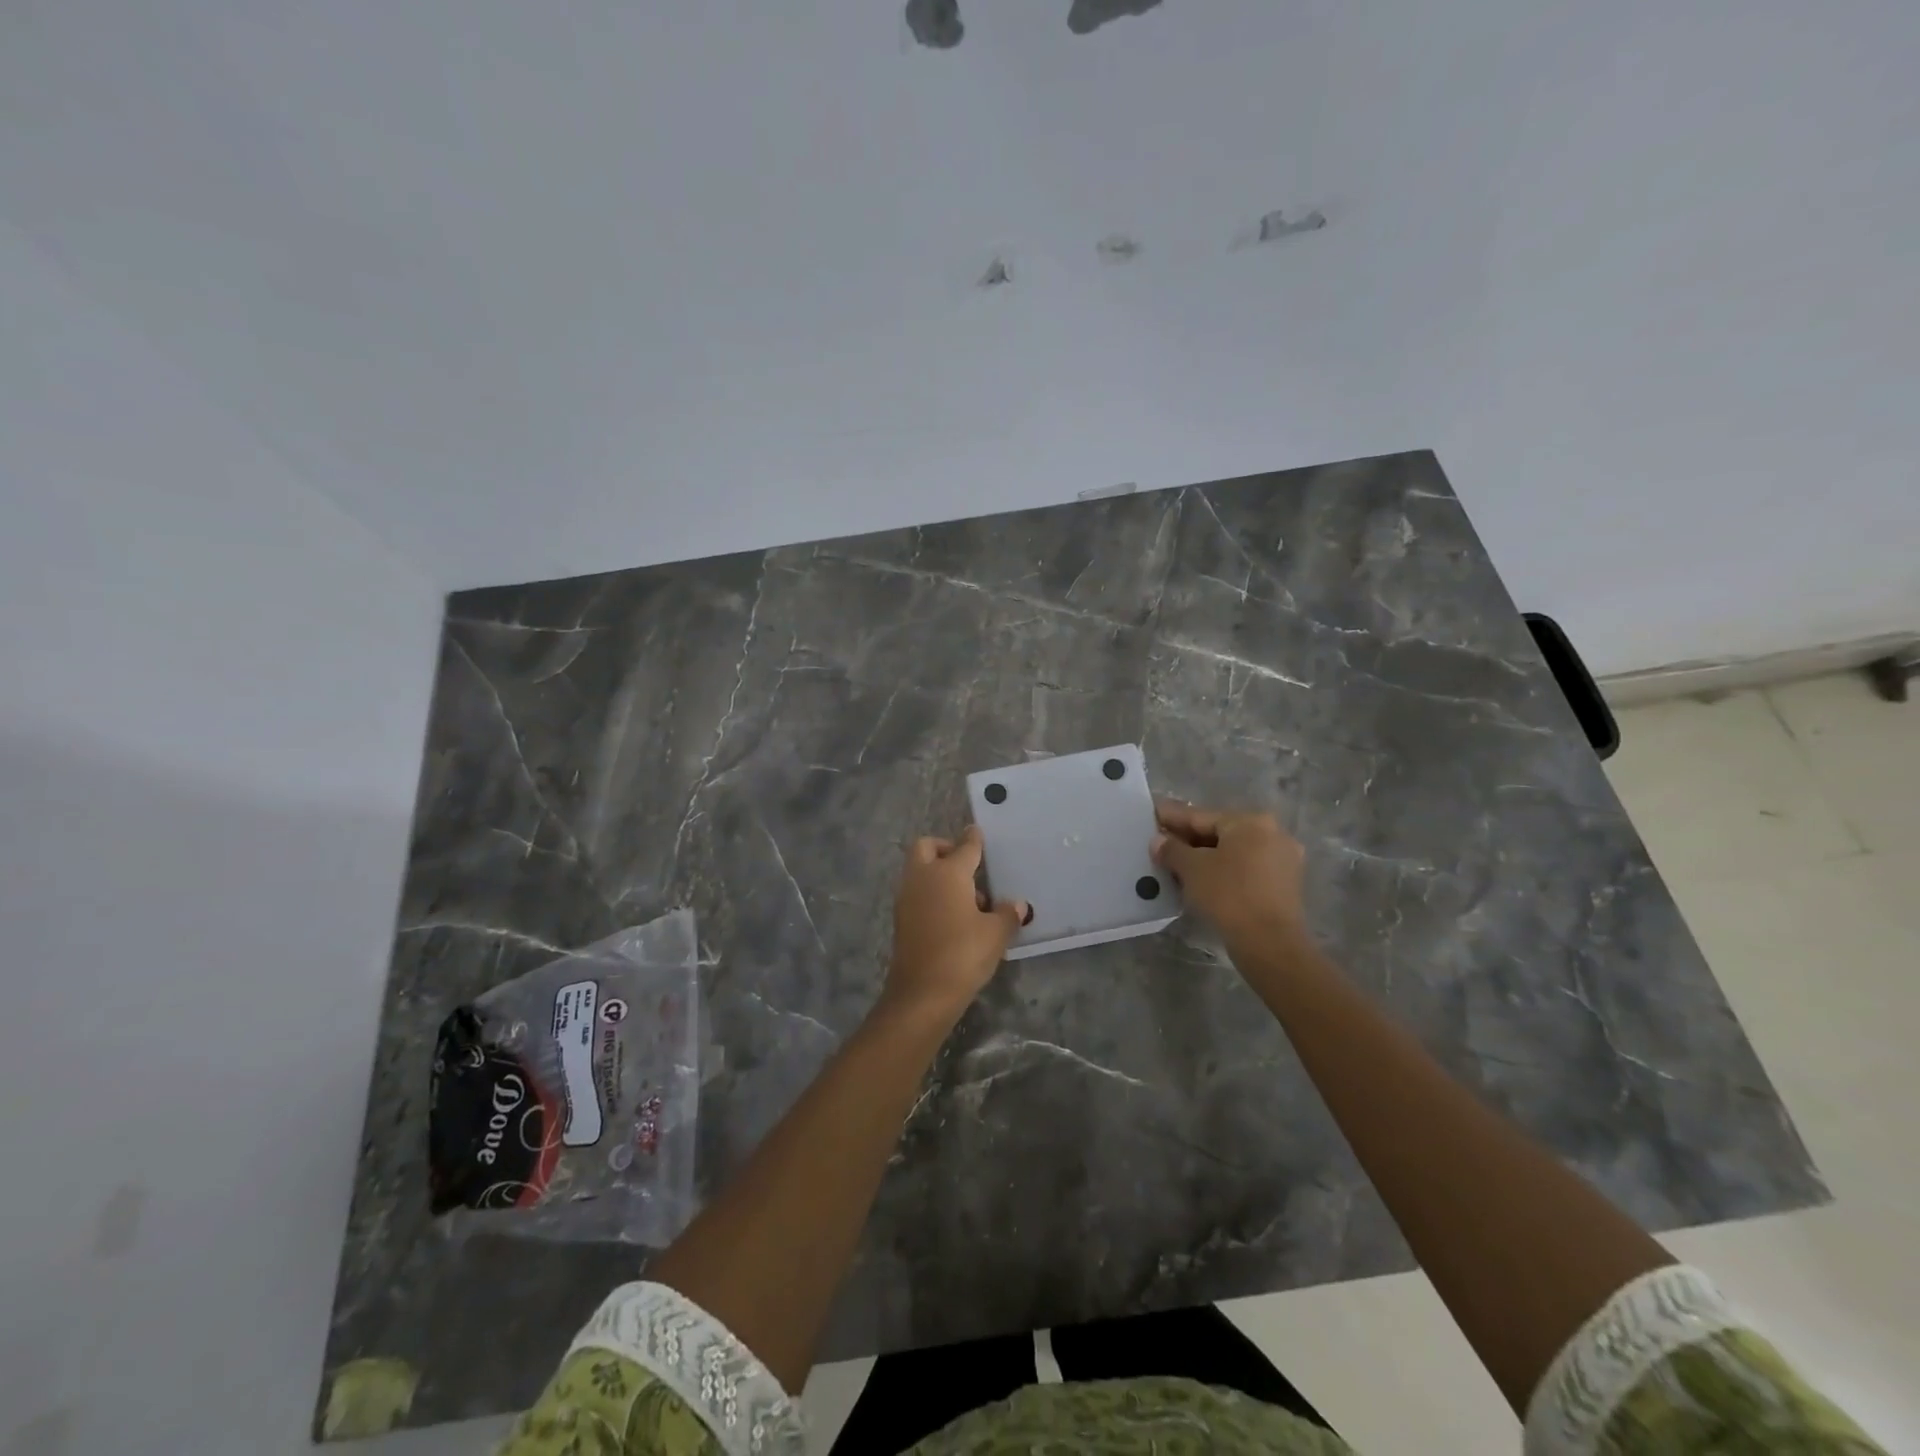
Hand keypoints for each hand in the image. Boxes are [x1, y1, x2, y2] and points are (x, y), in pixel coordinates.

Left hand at [884, 826, 1027, 1022]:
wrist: (922, 994)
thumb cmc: (963, 954)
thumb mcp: (995, 934)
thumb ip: (1006, 914)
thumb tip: (1016, 904)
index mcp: (947, 872)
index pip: (964, 847)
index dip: (973, 839)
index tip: (977, 833)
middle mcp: (922, 877)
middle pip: (926, 847)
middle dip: (944, 848)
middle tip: (967, 865)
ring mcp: (907, 898)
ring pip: (920, 871)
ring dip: (939, 874)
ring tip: (970, 901)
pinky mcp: (901, 919)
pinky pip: (917, 893)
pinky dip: (932, 895)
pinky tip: (954, 917)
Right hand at [1153, 799, 1308, 950]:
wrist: (1270, 943)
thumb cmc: (1229, 895)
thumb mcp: (1192, 869)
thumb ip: (1172, 850)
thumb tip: (1158, 841)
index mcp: (1251, 822)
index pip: (1201, 816)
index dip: (1173, 817)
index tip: (1154, 813)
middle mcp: (1273, 834)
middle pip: (1220, 833)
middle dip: (1189, 839)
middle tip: (1161, 841)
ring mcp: (1283, 860)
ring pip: (1233, 852)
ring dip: (1205, 857)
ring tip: (1177, 863)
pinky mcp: (1284, 885)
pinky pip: (1245, 869)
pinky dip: (1223, 871)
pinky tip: (1202, 880)